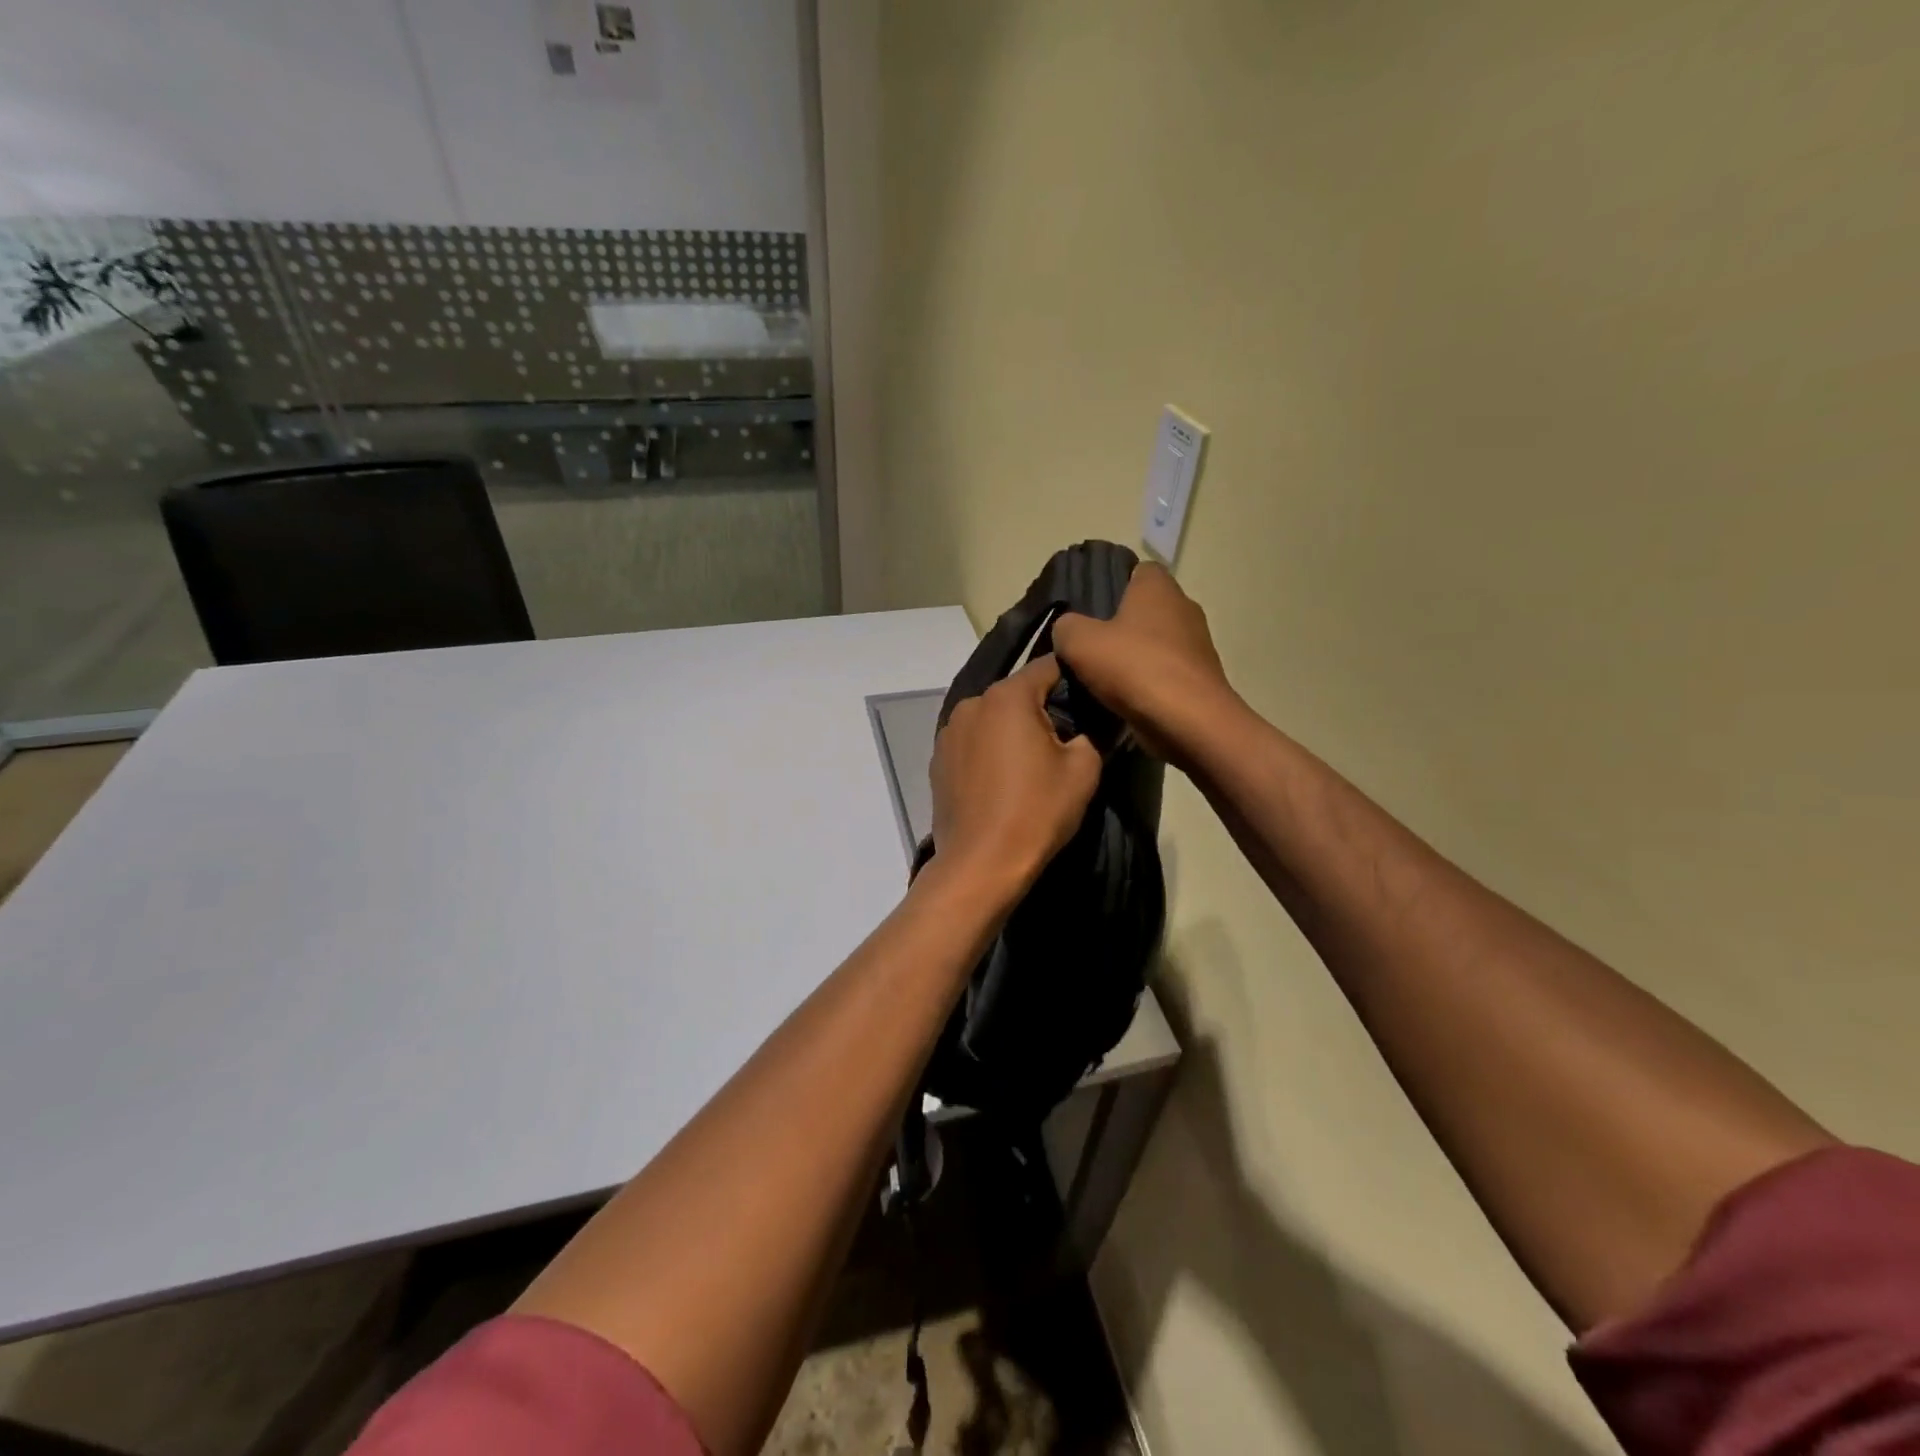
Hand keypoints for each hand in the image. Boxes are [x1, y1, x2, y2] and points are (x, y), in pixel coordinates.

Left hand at [928, 655, 1101, 901]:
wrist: (981, 863)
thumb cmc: (1037, 811)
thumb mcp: (1084, 769)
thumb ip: (1090, 733)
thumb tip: (1082, 728)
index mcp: (1006, 696)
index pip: (1047, 666)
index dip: (1073, 677)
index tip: (1090, 699)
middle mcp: (971, 704)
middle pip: (1016, 694)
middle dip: (1041, 708)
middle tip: (1065, 739)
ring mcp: (948, 733)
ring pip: (992, 719)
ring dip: (1011, 731)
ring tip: (1030, 765)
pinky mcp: (937, 761)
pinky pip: (973, 743)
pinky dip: (989, 752)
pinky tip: (1001, 781)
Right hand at [1050, 563, 1235, 765]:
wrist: (1188, 721)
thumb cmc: (1134, 667)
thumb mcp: (1079, 641)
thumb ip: (1066, 627)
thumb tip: (1068, 629)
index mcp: (1158, 587)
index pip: (1137, 570)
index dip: (1112, 585)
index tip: (1088, 610)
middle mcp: (1184, 608)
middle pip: (1144, 610)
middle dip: (1119, 627)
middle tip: (1087, 648)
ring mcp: (1197, 645)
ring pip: (1154, 644)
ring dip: (1132, 659)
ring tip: (1100, 680)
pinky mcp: (1200, 679)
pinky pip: (1164, 674)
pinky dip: (1146, 684)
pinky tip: (1124, 701)